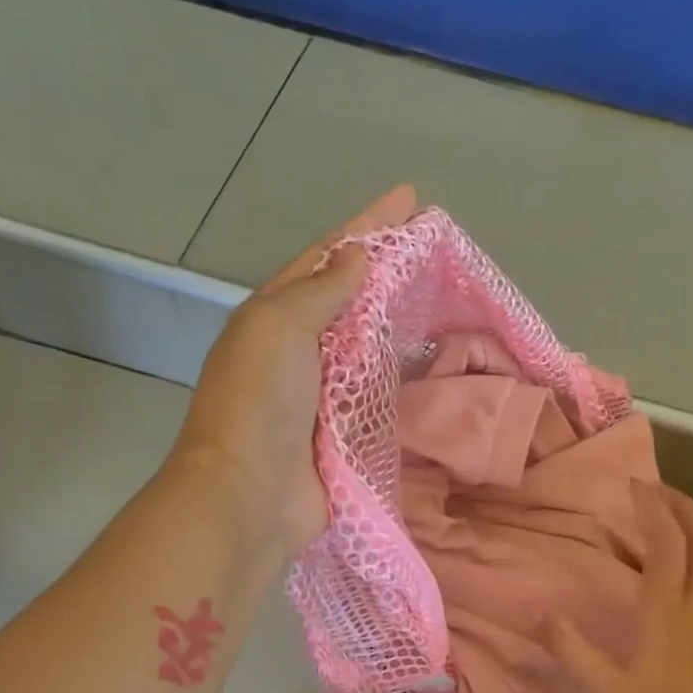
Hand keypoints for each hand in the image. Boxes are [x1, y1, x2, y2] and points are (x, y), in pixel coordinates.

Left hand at [172, 184, 415, 556]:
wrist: (251, 494)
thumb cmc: (259, 401)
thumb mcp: (280, 327)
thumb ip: (321, 291)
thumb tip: (358, 255)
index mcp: (274, 316)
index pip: (326, 258)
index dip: (367, 225)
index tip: (410, 198)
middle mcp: (297, 350)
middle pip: (349, 299)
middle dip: (387, 271)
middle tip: (435, 250)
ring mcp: (321, 393)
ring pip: (367, 346)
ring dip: (399, 322)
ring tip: (442, 299)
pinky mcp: (344, 432)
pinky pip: (379, 393)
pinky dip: (402, 376)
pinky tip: (431, 364)